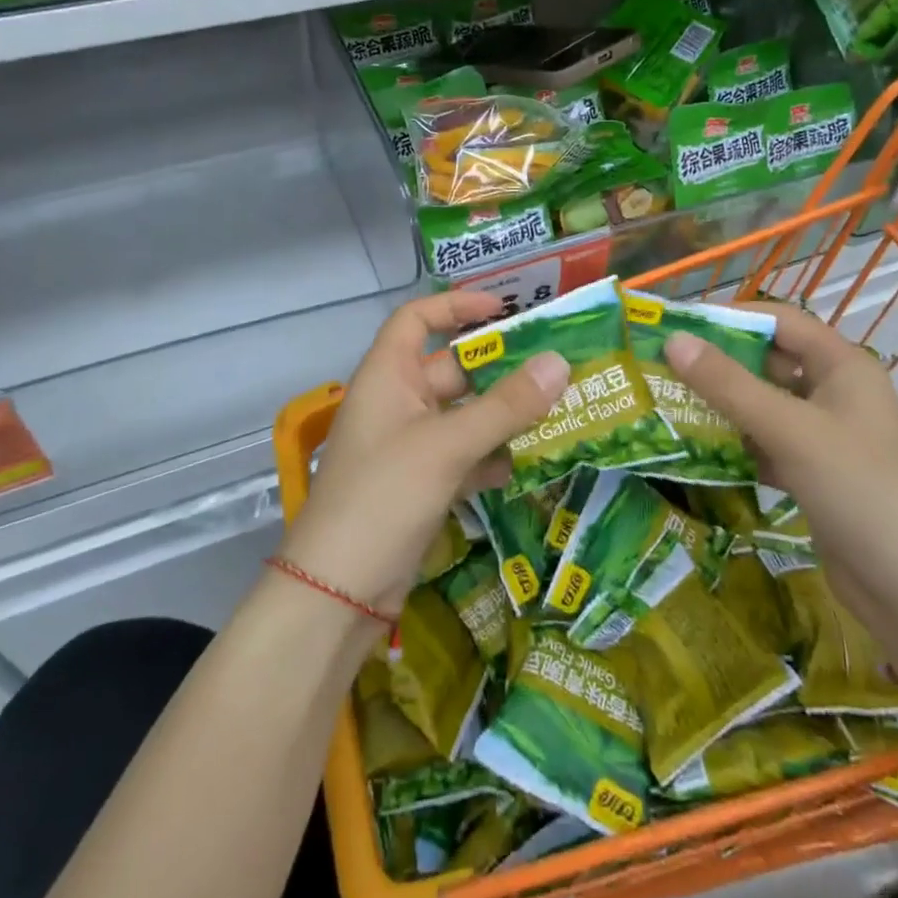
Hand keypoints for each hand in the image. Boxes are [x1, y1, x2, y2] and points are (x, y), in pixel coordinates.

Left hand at [278, 290, 569, 616]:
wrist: (338, 591)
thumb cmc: (384, 495)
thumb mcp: (447, 445)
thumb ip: (506, 406)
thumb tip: (559, 362)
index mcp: (387, 376)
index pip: (416, 319)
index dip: (454, 305)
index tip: (501, 308)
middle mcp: (397, 403)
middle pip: (451, 368)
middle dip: (499, 368)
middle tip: (554, 365)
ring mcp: (409, 446)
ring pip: (463, 415)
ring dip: (503, 414)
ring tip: (557, 410)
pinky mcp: (421, 484)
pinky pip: (464, 455)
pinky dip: (491, 456)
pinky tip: (526, 465)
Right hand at [666, 304, 897, 673]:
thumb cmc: (858, 491)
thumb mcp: (789, 430)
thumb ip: (728, 385)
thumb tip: (674, 340)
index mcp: (843, 366)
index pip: (781, 321)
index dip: (733, 317)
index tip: (680, 325)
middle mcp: (836, 392)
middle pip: (770, 362)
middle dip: (721, 364)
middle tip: (665, 367)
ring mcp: (827, 435)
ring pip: (766, 406)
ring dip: (724, 406)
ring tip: (670, 404)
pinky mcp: (816, 473)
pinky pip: (768, 443)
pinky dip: (738, 444)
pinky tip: (699, 450)